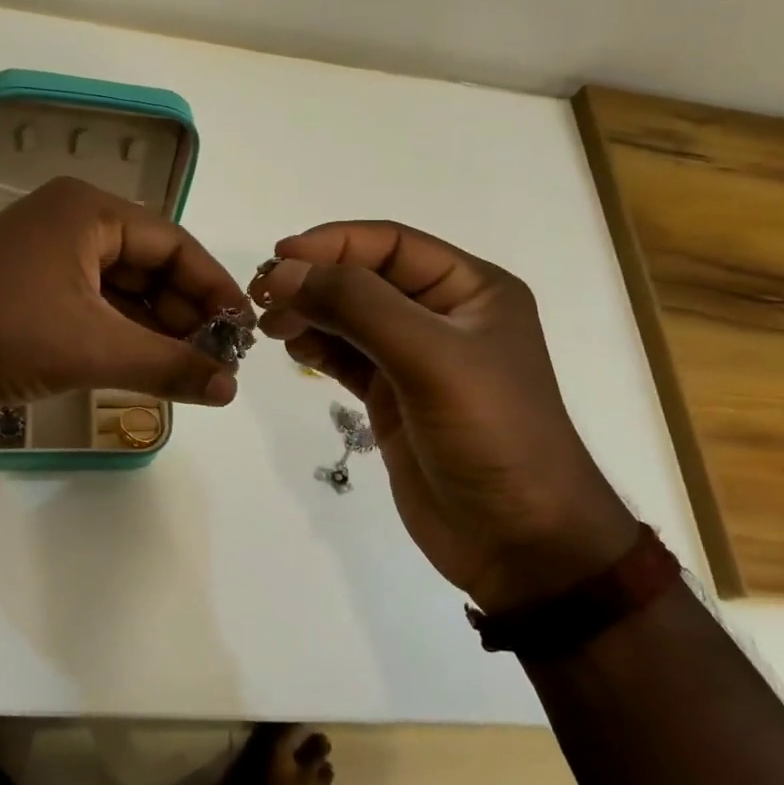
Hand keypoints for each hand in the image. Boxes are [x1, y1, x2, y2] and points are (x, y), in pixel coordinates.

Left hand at [0, 176, 250, 422]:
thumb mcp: (92, 348)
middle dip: (184, 312)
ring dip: (154, 327)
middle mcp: (71, 220)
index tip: (243, 332)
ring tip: (187, 369)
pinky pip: (92, 303)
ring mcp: (46, 253)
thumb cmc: (0, 331)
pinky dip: (119, 332)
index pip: (175, 243)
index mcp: (90, 211)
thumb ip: (167, 366)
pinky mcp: (29, 285)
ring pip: (121, 288)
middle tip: (215, 359)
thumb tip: (232, 388)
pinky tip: (143, 365)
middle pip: (149, 264)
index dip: (214, 287)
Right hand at [252, 222, 635, 611]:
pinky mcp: (392, 397)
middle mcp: (443, 315)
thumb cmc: (490, 435)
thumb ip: (357, 306)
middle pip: (365, 277)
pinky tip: (292, 347)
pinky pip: (345, 356)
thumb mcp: (429, 358)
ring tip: (270, 326)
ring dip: (309, 312)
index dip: (333, 243)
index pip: (391, 244)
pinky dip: (316, 346)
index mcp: (471, 289)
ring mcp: (415, 358)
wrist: (518, 541)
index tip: (279, 258)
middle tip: (264, 297)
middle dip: (315, 279)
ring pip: (350, 316)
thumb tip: (286, 271)